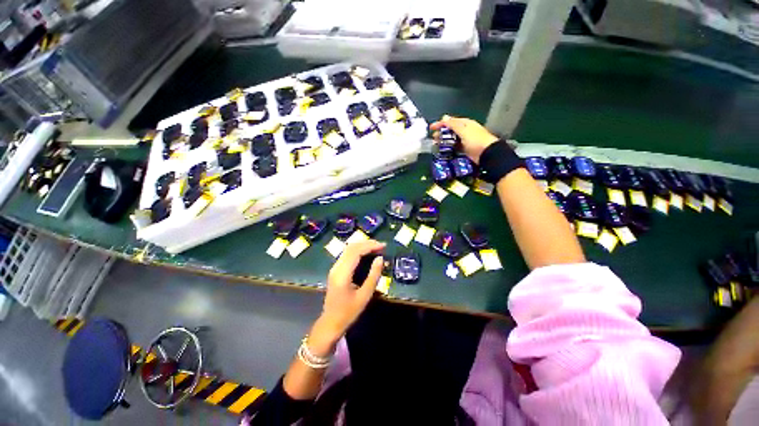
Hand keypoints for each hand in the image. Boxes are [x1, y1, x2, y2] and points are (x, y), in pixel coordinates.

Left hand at [311, 240, 384, 352]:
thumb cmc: (349, 312)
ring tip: (376, 247)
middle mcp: (336, 267)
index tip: (383, 246)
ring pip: (348, 249)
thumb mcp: (365, 296)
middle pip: (351, 247)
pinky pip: (347, 254)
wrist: (330, 323)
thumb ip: (373, 276)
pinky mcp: (335, 270)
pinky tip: (366, 253)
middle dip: (367, 243)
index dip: (370, 246)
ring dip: (362, 245)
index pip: (356, 252)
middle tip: (381, 245)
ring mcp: (334, 268)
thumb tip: (380, 259)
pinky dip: (358, 250)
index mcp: (343, 274)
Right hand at [430, 115, 499, 163]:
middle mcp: (464, 130)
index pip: (450, 121)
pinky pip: (454, 146)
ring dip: (443, 140)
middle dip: (441, 132)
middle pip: (450, 130)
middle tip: (433, 137)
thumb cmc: (475, 140)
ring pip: (451, 138)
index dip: (440, 123)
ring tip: (436, 144)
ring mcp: (465, 140)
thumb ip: (453, 124)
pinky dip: (448, 147)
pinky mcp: (464, 149)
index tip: (431, 128)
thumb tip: (444, 117)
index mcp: (465, 123)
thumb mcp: (463, 130)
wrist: (487, 154)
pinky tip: (443, 149)